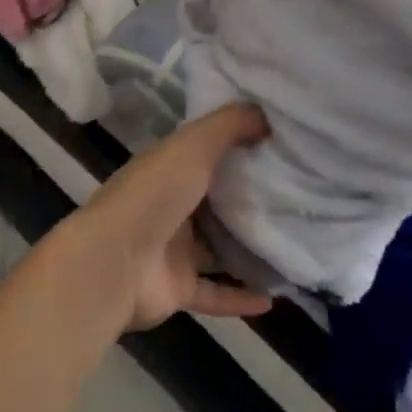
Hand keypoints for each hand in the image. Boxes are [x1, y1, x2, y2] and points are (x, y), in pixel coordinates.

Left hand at [60, 103, 274, 332]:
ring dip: (246, 248)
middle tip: (297, 197)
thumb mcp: (194, 145)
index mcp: (169, 167)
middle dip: (248, 198)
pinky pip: (215, 292)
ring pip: (216, 246)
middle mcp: (170, 204)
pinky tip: (273, 299)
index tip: (280, 146)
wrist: (114, 262)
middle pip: (215, 199)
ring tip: (291, 246)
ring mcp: (172, 248)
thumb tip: (267, 113)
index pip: (207, 152)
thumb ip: (230, 125)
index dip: (239, 146)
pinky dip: (240, 297)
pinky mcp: (177, 288)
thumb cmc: (155, 193)